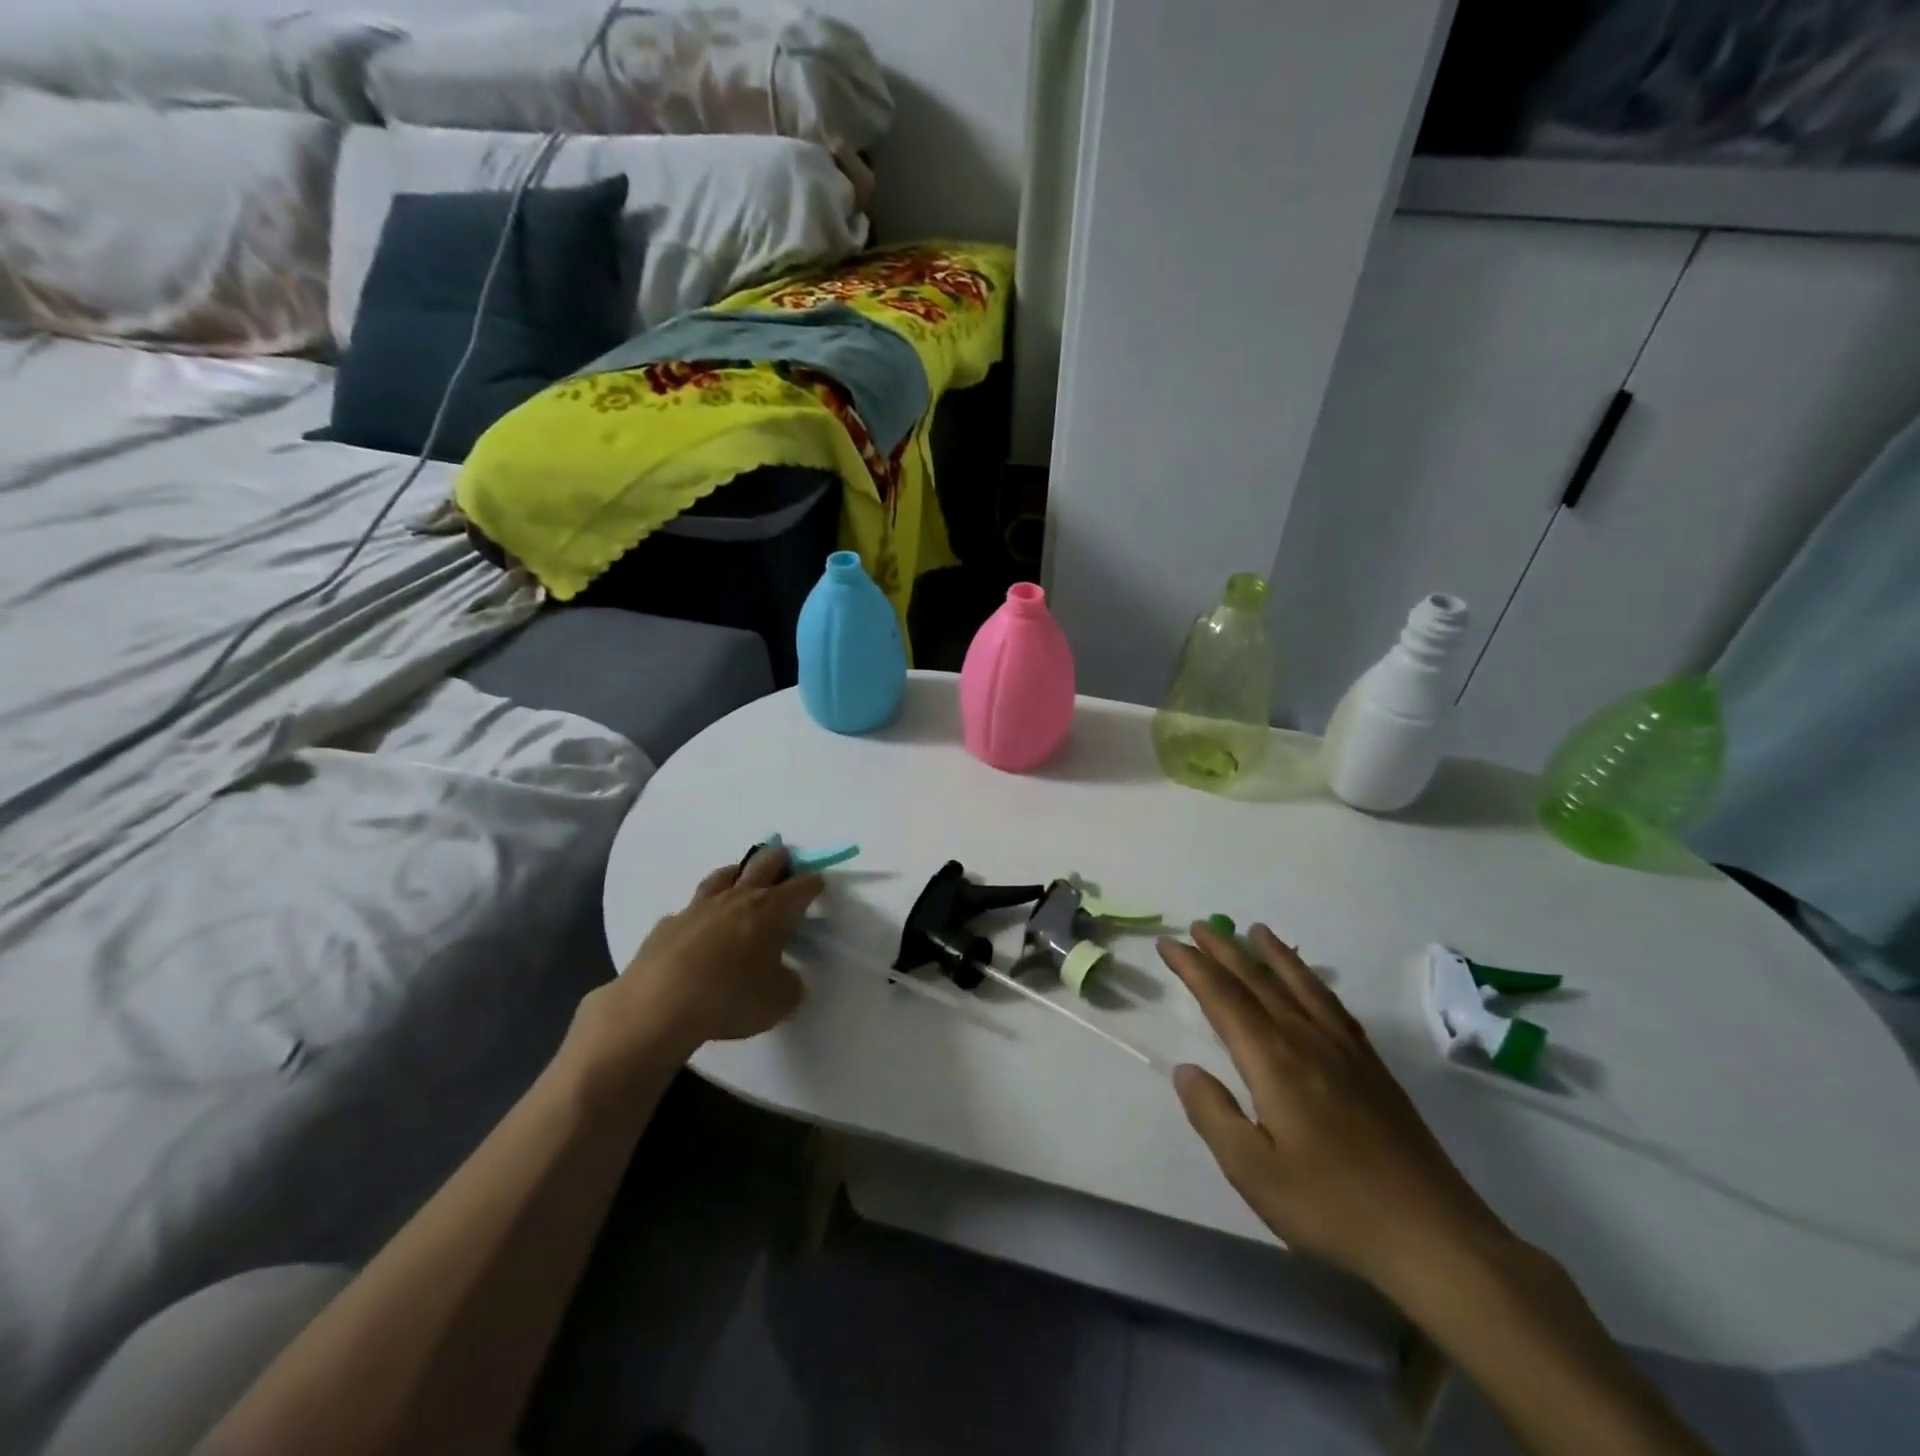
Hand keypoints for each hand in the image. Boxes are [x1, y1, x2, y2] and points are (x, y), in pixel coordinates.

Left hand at [570, 847, 824, 1083]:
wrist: (658, 1006)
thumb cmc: (730, 998)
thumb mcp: (779, 1001)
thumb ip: (789, 983)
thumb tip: (785, 975)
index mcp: (771, 911)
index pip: (800, 887)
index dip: (813, 884)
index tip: (819, 883)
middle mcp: (737, 898)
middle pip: (763, 865)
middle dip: (779, 860)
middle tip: (786, 861)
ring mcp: (699, 907)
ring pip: (723, 875)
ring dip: (738, 872)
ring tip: (742, 877)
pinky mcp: (668, 923)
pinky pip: (689, 908)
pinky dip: (700, 912)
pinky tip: (698, 926)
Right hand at [1159, 922, 1510, 1294]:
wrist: (1434, 1237)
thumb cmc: (1332, 1206)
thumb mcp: (1252, 1172)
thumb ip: (1213, 1113)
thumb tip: (1185, 1069)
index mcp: (1274, 1061)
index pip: (1223, 999)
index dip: (1193, 967)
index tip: (1168, 944)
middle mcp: (1307, 1040)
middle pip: (1259, 982)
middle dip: (1224, 951)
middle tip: (1197, 926)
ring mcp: (1346, 1051)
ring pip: (1300, 985)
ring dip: (1272, 955)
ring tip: (1255, 931)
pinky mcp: (1373, 1068)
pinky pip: (1333, 1005)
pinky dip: (1313, 981)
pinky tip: (1309, 982)